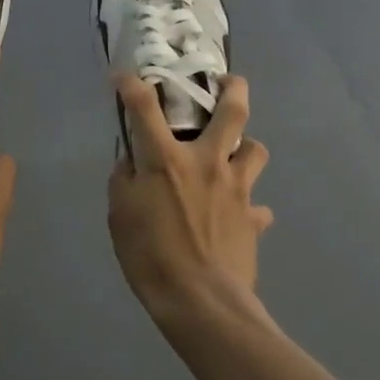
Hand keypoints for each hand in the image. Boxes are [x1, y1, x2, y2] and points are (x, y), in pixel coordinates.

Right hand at [107, 73, 272, 324]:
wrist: (201, 302)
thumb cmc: (151, 256)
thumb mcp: (120, 216)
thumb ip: (124, 182)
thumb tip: (130, 164)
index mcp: (167, 159)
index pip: (144, 106)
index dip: (132, 84)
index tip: (123, 76)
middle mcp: (208, 162)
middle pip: (233, 110)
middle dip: (232, 87)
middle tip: (224, 83)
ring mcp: (238, 189)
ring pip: (256, 150)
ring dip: (245, 147)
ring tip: (233, 155)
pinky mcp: (254, 218)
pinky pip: (258, 207)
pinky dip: (249, 207)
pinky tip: (239, 217)